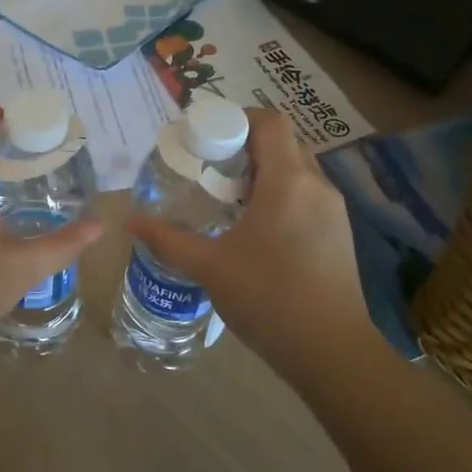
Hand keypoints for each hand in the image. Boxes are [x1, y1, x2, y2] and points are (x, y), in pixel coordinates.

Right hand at [127, 108, 373, 376]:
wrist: (331, 352)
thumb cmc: (268, 298)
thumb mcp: (209, 266)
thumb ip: (167, 239)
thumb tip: (130, 221)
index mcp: (288, 181)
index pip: (270, 122)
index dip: (238, 119)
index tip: (208, 140)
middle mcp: (317, 186)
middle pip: (283, 143)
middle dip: (246, 148)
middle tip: (211, 171)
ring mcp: (334, 211)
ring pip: (297, 172)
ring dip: (264, 174)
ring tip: (229, 202)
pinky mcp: (340, 235)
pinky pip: (308, 197)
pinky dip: (281, 197)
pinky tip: (257, 232)